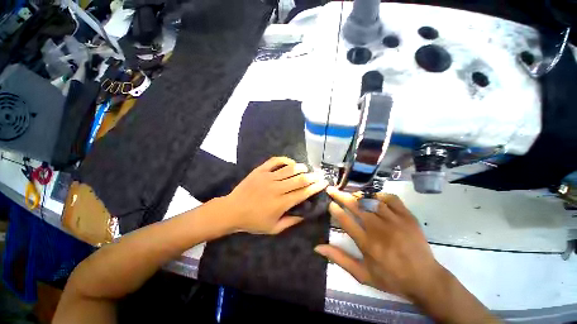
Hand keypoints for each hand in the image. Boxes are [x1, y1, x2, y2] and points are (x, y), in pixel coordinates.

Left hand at [222, 157, 327, 234]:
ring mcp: (268, 177)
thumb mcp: (274, 228)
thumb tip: (305, 214)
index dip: (315, 187)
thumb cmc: (253, 221)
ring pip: (289, 169)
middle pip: (299, 179)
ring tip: (306, 169)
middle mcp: (276, 188)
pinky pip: (275, 161)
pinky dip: (285, 160)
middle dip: (312, 176)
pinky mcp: (260, 170)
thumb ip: (291, 222)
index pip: (303, 193)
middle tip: (319, 175)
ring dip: (301, 167)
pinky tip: (290, 162)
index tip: (323, 183)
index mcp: (281, 203)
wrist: (232, 210)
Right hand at [316, 188, 498, 322]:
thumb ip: (339, 259)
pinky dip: (380, 195)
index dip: (335, 210)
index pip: (345, 221)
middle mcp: (379, 230)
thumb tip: (317, 247)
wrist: (425, 280)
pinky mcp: (408, 217)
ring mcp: (395, 221)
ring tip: (350, 194)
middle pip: (356, 206)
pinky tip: (374, 197)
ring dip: (358, 195)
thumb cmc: (391, 278)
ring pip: (371, 200)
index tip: (329, 203)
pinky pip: (391, 198)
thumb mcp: (362, 274)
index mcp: (367, 244)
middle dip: (340, 196)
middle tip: (332, 189)